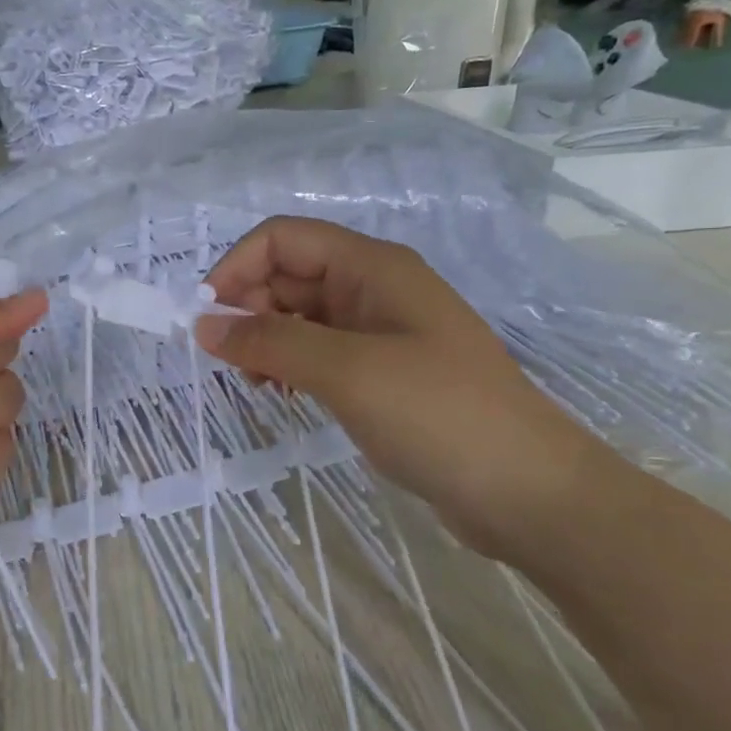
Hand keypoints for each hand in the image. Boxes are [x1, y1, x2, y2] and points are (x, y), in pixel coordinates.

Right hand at [197, 217, 605, 558]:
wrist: (528, 492)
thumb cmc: (438, 414)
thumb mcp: (347, 371)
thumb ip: (271, 341)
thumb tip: (203, 324)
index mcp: (371, 267)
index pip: (283, 238)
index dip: (237, 267)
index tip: (206, 317)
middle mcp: (373, 288)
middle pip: (288, 274)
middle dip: (249, 309)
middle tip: (232, 361)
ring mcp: (379, 331)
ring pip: (299, 315)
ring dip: (266, 339)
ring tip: (256, 383)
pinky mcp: (381, 371)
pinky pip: (318, 351)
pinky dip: (290, 365)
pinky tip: (282, 394)